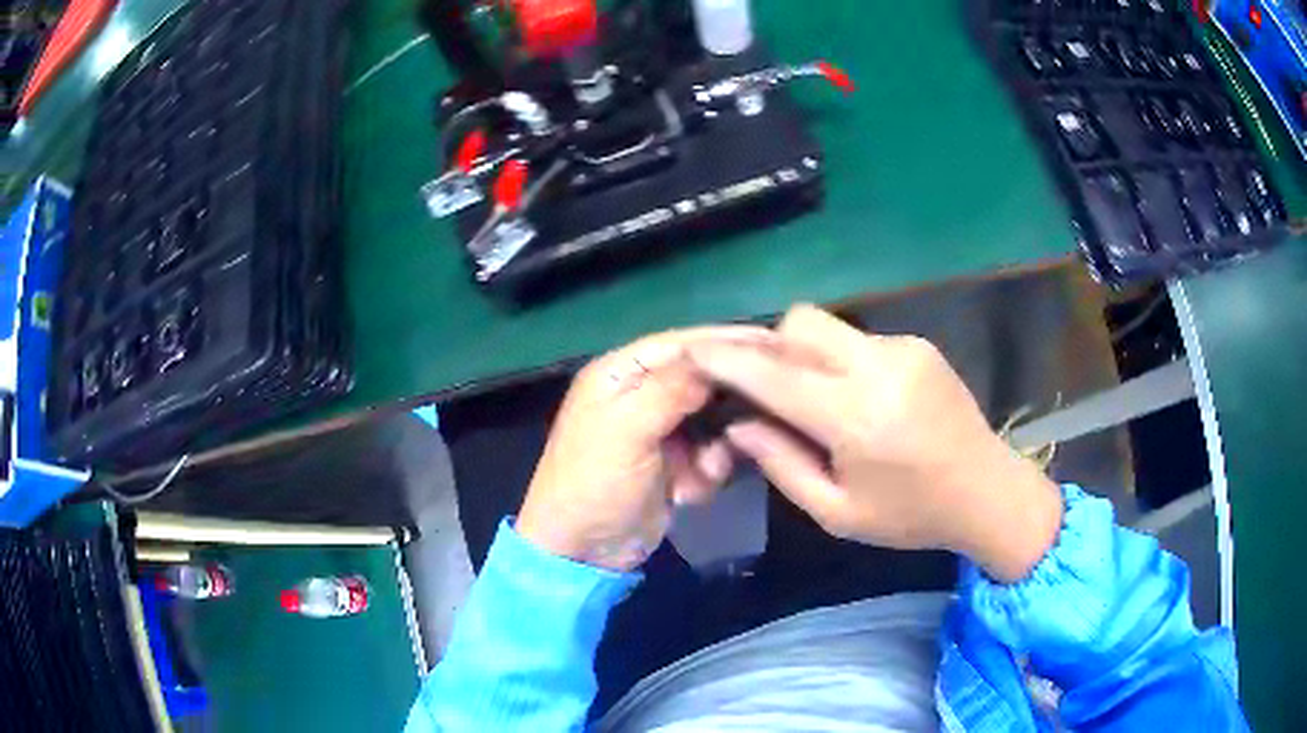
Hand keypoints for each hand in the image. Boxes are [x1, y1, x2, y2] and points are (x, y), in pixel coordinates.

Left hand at [516, 326, 776, 571]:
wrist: (582, 554)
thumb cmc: (594, 483)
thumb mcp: (627, 430)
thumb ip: (672, 389)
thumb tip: (720, 357)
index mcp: (620, 374)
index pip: (681, 343)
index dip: (726, 341)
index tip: (775, 342)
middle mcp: (641, 393)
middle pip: (702, 379)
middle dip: (728, 400)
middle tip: (767, 408)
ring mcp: (660, 430)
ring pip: (714, 419)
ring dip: (718, 445)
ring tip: (707, 468)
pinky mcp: (675, 463)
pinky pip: (711, 453)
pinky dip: (708, 472)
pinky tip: (691, 491)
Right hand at [687, 305, 1062, 582]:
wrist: (987, 491)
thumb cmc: (911, 515)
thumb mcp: (838, 512)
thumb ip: (782, 464)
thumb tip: (739, 423)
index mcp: (855, 417)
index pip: (774, 373)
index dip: (727, 358)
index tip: (693, 349)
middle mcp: (878, 367)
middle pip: (799, 323)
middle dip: (769, 347)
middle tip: (766, 388)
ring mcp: (903, 348)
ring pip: (829, 327)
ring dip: (807, 355)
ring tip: (819, 401)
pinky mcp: (919, 344)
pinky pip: (860, 340)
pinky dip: (842, 361)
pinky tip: (861, 400)